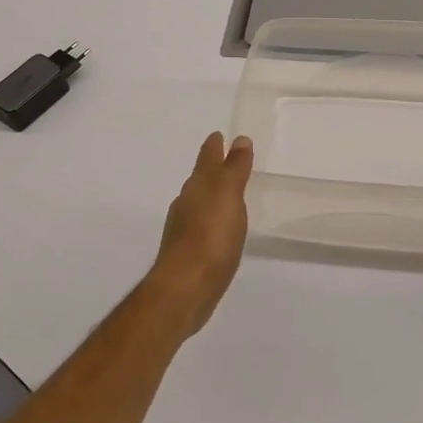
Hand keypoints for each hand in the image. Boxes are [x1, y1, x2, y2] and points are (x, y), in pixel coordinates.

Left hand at [143, 132, 254, 335]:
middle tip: (225, 161)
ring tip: (226, 195)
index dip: (214, 146)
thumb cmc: (210, 236)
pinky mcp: (188, 254)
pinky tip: (219, 230)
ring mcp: (184, 230)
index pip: (207, 159)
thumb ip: (234, 168)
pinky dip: (211, 221)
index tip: (218, 135)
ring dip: (211, 196)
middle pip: (200, 179)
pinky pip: (202, 227)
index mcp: (198, 186)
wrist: (185, 288)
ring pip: (198, 203)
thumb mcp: (228, 196)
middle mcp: (187, 203)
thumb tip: (238, 139)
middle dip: (211, 169)